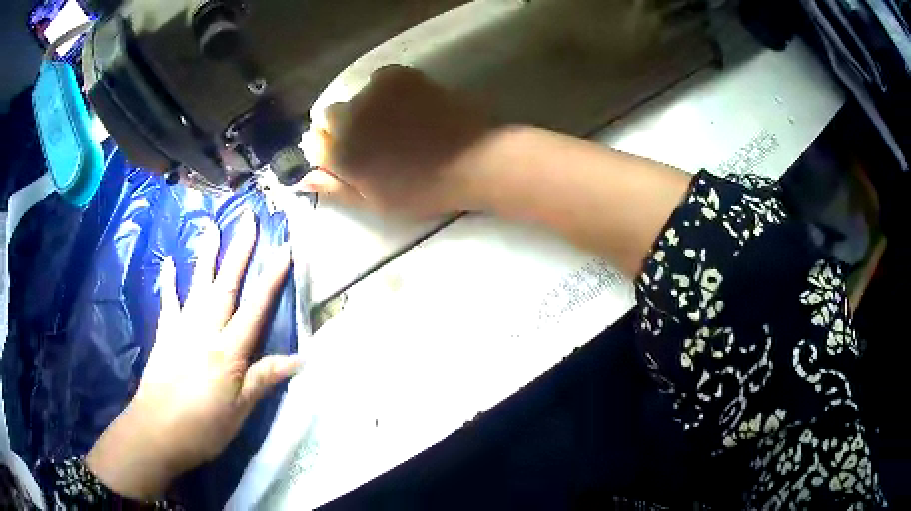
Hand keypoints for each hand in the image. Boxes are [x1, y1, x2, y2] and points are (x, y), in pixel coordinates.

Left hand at [85, 213, 299, 499]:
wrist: (156, 431)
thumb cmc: (202, 426)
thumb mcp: (240, 411)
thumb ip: (264, 379)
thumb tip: (299, 359)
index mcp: (228, 351)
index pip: (254, 309)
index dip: (271, 279)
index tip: (284, 249)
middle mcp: (205, 331)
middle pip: (225, 285)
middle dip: (239, 251)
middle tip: (248, 219)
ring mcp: (181, 329)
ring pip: (197, 285)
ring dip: (206, 255)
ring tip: (212, 226)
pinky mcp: (164, 335)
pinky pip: (168, 302)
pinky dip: (168, 282)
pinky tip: (168, 262)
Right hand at [299, 65, 490, 216]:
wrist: (472, 161)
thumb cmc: (423, 190)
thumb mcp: (375, 202)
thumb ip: (335, 188)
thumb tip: (302, 178)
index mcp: (340, 155)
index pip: (313, 142)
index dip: (328, 148)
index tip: (348, 154)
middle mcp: (348, 120)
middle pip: (328, 115)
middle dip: (342, 126)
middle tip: (373, 138)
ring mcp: (372, 94)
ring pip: (354, 96)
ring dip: (364, 107)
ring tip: (394, 121)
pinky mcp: (398, 77)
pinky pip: (379, 79)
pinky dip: (386, 90)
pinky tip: (407, 104)